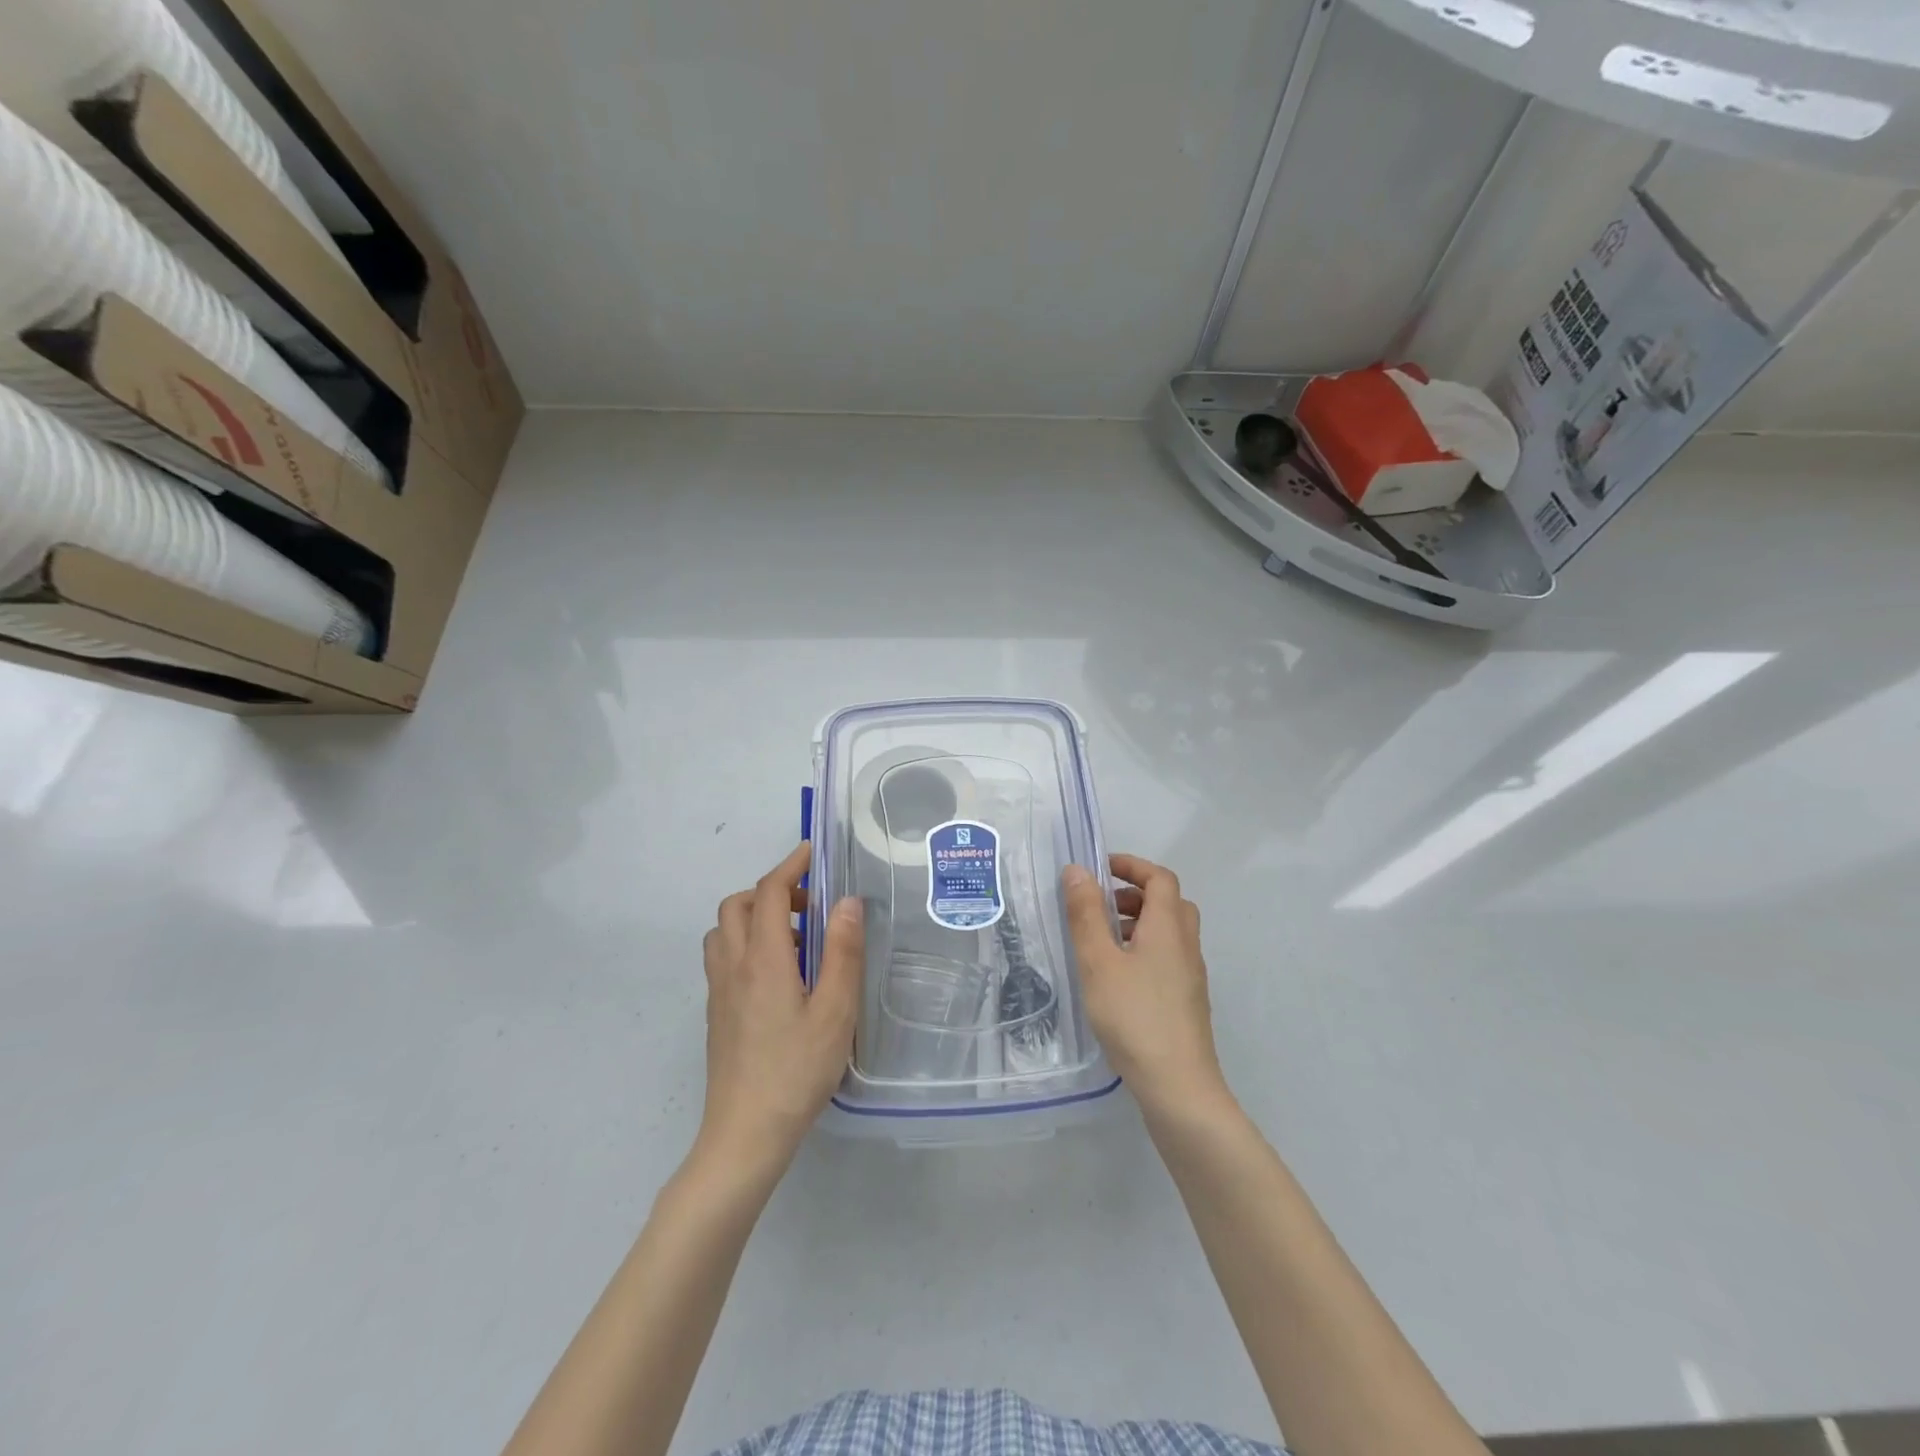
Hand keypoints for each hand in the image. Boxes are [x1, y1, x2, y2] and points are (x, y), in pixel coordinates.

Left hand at [697, 843, 862, 1177]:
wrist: (744, 1135)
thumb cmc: (797, 1071)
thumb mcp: (835, 1011)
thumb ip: (842, 952)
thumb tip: (847, 901)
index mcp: (763, 960)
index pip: (769, 893)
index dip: (789, 866)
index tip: (811, 852)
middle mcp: (733, 966)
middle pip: (737, 905)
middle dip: (771, 891)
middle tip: (810, 906)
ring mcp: (719, 991)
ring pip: (724, 932)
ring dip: (754, 917)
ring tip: (795, 940)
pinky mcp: (715, 1014)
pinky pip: (723, 958)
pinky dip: (746, 944)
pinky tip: (778, 977)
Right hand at [1062, 854, 1232, 1120]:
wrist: (1178, 1087)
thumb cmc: (1134, 1016)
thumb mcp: (1098, 962)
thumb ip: (1086, 914)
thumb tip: (1078, 870)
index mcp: (1168, 927)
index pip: (1160, 878)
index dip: (1132, 866)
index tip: (1100, 868)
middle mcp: (1186, 945)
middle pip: (1169, 902)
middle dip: (1134, 894)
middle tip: (1100, 906)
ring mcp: (1190, 975)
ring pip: (1169, 932)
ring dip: (1138, 923)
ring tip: (1101, 943)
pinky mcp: (1187, 1001)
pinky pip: (1167, 957)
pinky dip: (1143, 949)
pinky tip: (1117, 978)